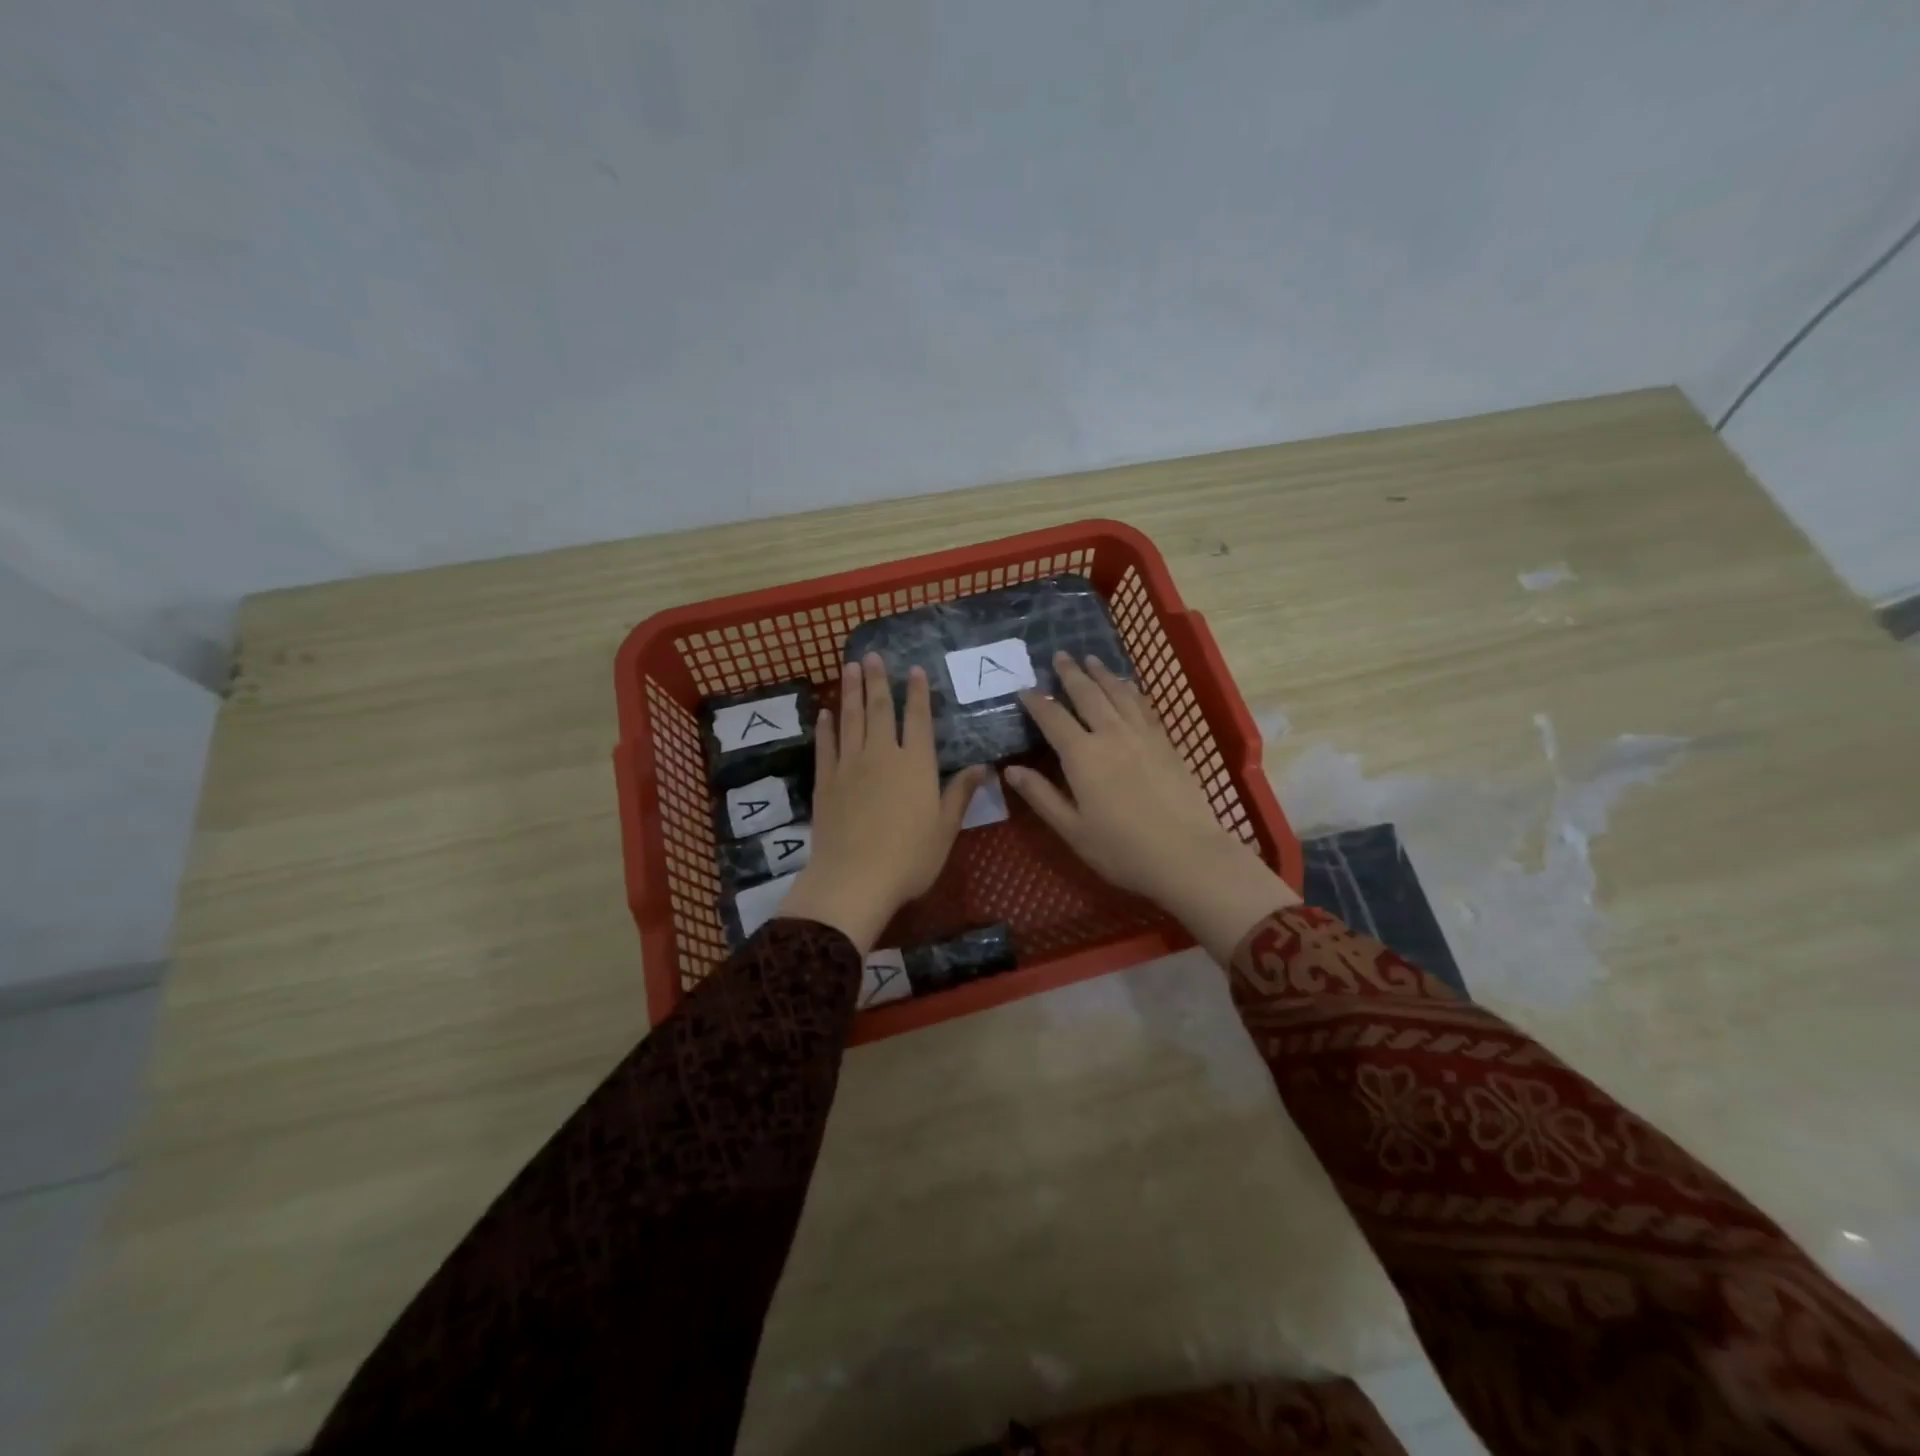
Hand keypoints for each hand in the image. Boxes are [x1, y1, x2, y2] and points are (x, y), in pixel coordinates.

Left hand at [780, 654, 985, 951]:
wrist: (855, 879)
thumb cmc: (910, 858)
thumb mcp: (945, 828)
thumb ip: (960, 793)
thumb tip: (982, 767)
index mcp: (916, 765)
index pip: (918, 719)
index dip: (916, 693)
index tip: (913, 670)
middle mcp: (882, 755)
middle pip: (879, 710)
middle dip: (876, 681)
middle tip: (871, 656)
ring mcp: (850, 766)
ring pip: (850, 720)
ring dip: (850, 692)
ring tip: (849, 668)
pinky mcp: (826, 782)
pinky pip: (826, 747)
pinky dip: (826, 728)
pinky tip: (825, 714)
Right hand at [1007, 652, 1298, 962]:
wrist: (1187, 854)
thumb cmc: (1121, 849)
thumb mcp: (1072, 829)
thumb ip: (1040, 795)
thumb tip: (1010, 770)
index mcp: (1082, 755)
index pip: (1053, 718)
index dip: (1036, 702)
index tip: (1024, 690)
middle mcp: (1111, 734)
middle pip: (1088, 694)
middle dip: (1071, 674)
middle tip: (1059, 656)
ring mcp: (1142, 735)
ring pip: (1118, 693)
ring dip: (1102, 674)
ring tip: (1091, 660)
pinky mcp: (1166, 743)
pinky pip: (1144, 706)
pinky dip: (1131, 691)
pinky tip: (1128, 687)